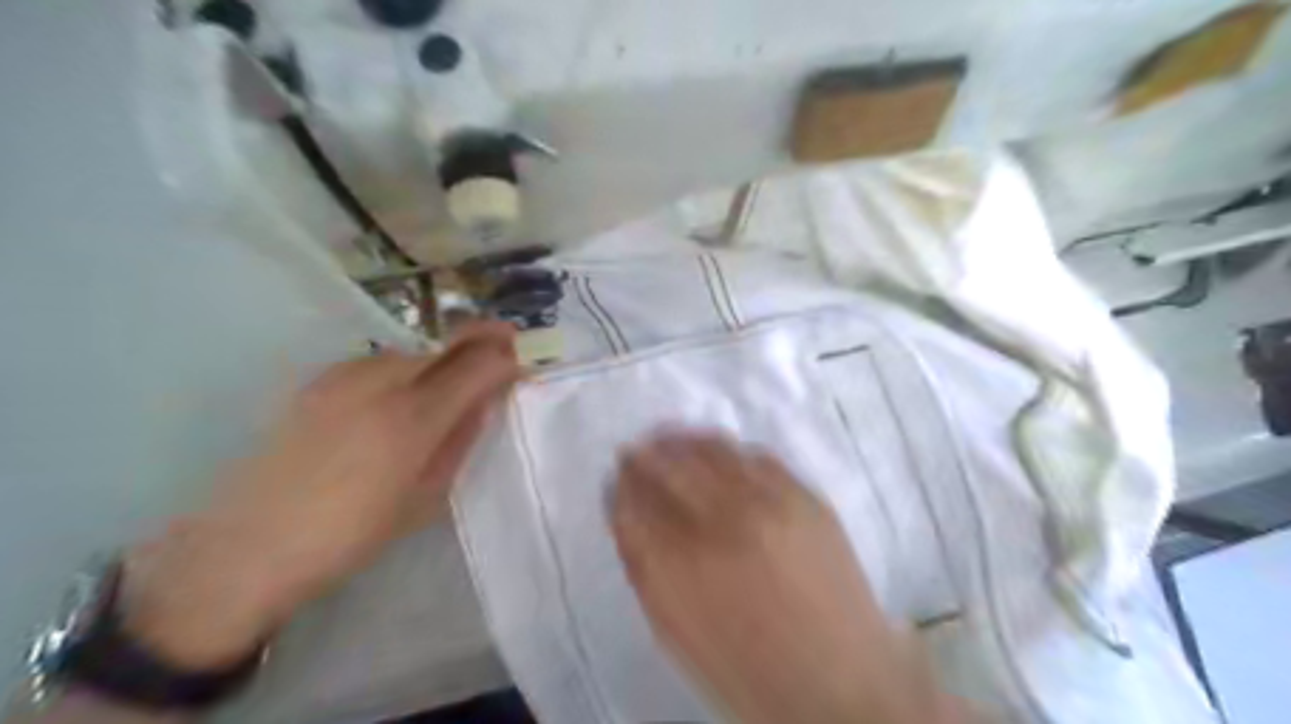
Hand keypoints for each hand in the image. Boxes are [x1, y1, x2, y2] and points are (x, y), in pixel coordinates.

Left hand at [120, 326, 517, 668]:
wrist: (248, 547)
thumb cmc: (349, 535)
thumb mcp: (424, 499)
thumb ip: (459, 442)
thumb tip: (483, 405)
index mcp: (414, 418)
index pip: (476, 366)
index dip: (505, 356)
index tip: (523, 357)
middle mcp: (381, 383)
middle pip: (444, 347)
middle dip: (479, 342)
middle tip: (503, 344)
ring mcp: (343, 378)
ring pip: (410, 352)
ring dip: (440, 357)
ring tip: (451, 376)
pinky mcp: (316, 383)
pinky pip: (377, 364)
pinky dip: (403, 369)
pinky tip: (398, 393)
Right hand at [612, 432, 962, 723]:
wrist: (838, 681)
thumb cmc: (743, 666)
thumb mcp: (672, 629)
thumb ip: (641, 564)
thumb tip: (624, 510)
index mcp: (681, 561)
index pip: (636, 498)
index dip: (622, 481)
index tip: (618, 474)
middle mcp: (723, 518)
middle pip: (670, 462)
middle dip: (646, 453)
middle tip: (638, 449)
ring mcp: (771, 501)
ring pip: (713, 448)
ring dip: (683, 441)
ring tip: (671, 439)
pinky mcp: (807, 496)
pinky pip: (757, 455)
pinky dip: (729, 451)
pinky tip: (720, 456)